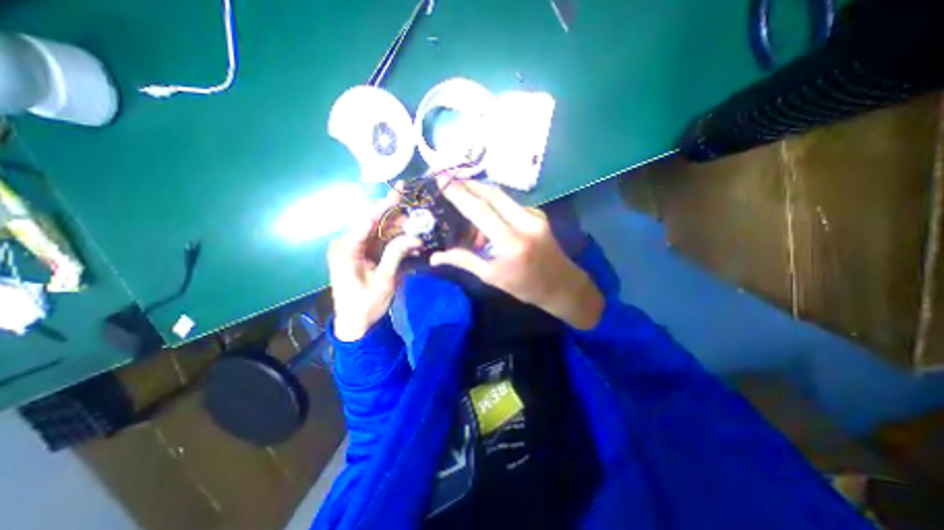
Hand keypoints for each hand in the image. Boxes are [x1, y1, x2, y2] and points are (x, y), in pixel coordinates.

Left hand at [330, 188, 420, 340]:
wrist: (355, 325)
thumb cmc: (366, 305)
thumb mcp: (384, 281)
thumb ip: (396, 255)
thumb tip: (414, 237)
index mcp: (346, 249)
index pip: (367, 220)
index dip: (385, 205)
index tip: (399, 190)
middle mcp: (347, 244)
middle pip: (373, 223)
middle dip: (395, 216)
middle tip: (415, 209)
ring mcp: (354, 249)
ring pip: (378, 232)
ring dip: (398, 229)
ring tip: (417, 225)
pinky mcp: (361, 255)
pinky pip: (379, 242)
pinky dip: (394, 241)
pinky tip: (409, 240)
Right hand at [430, 181, 603, 328]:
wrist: (562, 285)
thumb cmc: (525, 286)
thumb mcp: (492, 277)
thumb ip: (465, 261)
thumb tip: (436, 257)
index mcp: (511, 242)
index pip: (480, 211)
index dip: (459, 194)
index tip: (441, 180)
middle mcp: (525, 223)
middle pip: (493, 194)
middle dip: (469, 184)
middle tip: (450, 179)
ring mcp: (535, 216)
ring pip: (502, 197)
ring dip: (481, 195)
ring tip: (465, 204)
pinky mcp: (539, 215)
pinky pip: (511, 204)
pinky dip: (495, 206)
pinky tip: (488, 219)